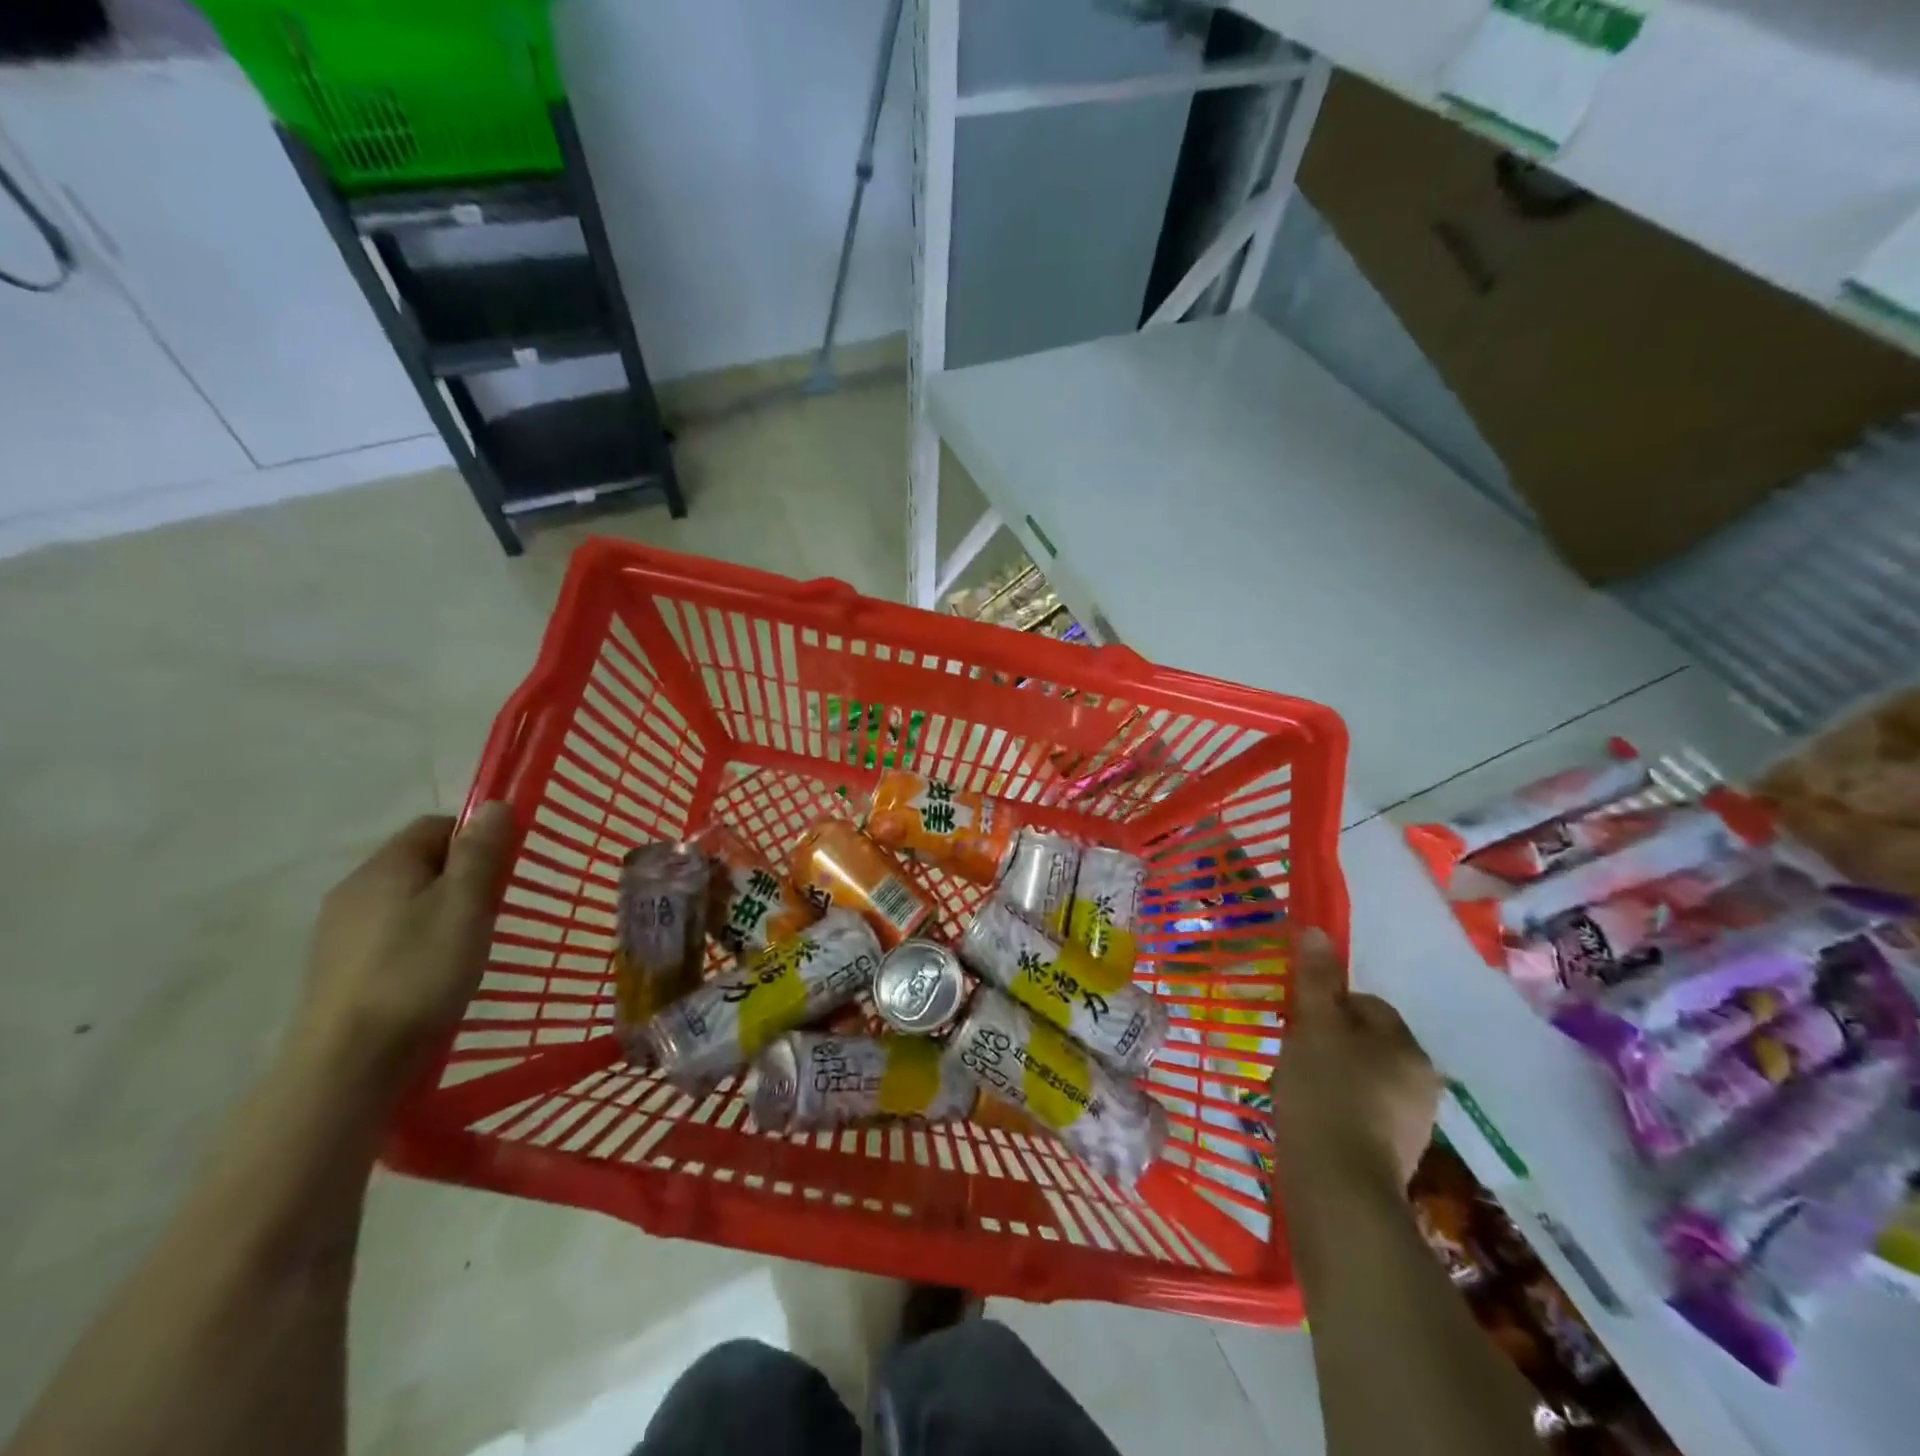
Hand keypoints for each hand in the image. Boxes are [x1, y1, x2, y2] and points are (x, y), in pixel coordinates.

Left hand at [292, 805, 515, 1082]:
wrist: (349, 1065)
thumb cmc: (418, 973)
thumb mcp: (464, 906)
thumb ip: (480, 853)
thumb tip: (492, 804)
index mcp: (383, 867)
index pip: (435, 826)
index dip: (475, 837)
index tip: (504, 867)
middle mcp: (353, 890)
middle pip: (418, 862)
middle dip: (461, 875)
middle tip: (494, 908)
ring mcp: (339, 933)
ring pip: (405, 901)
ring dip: (440, 910)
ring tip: (470, 944)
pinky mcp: (339, 970)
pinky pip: (389, 934)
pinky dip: (418, 940)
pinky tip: (435, 972)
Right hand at [1272, 926, 1440, 1195]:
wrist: (1337, 1187)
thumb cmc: (1327, 1093)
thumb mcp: (1315, 1026)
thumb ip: (1317, 980)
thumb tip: (1319, 931)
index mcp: (1408, 1048)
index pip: (1367, 1005)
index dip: (1328, 1005)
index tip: (1298, 1019)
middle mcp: (1421, 1082)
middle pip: (1366, 1042)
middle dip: (1329, 1041)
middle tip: (1293, 1050)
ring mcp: (1410, 1124)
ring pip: (1362, 1077)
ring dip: (1330, 1074)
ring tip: (1295, 1086)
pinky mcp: (1391, 1156)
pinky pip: (1359, 1112)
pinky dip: (1335, 1108)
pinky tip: (1309, 1116)